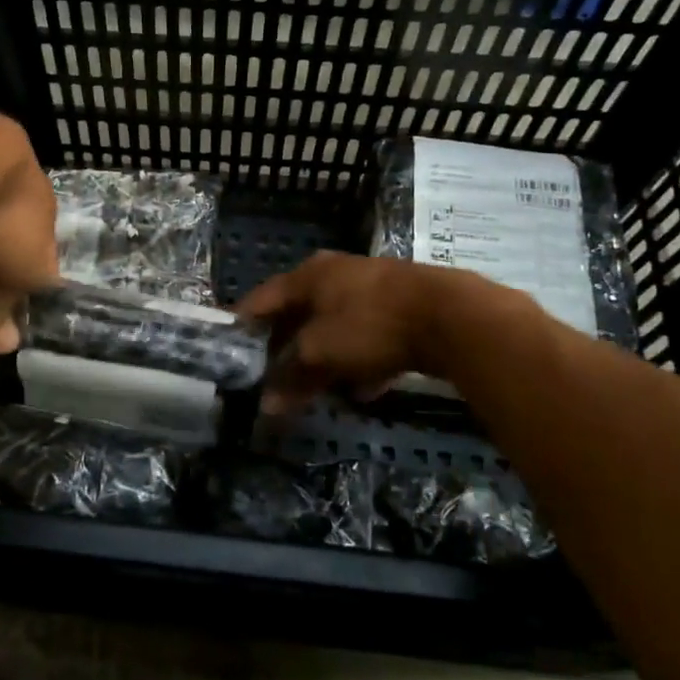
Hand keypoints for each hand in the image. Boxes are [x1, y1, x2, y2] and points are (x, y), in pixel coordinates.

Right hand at [238, 253, 531, 413]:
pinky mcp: (402, 309)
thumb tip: (267, 405)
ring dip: (323, 358)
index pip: (262, 299)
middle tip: (271, 376)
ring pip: (334, 327)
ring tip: (314, 389)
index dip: (243, 325)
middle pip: (299, 314)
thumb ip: (290, 377)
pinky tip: (363, 388)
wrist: (451, 316)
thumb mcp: (321, 353)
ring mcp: (372, 289)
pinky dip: (359, 361)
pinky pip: (367, 337)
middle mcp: (336, 274)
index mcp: (308, 275)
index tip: (229, 351)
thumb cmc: (369, 325)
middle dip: (286, 348)